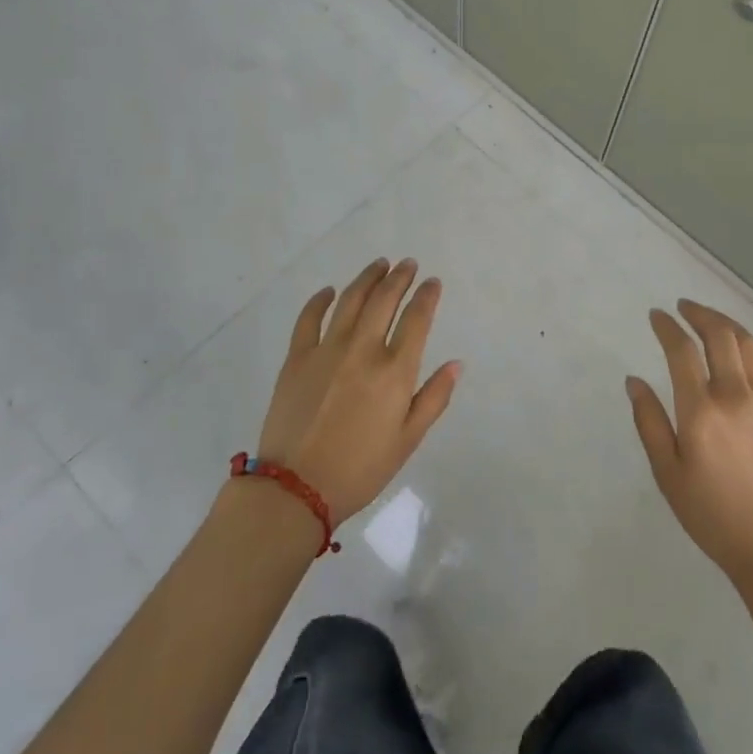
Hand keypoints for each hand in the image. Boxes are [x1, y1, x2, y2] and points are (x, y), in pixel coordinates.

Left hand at [255, 258, 460, 526]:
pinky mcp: (297, 358)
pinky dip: (320, 300)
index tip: (433, 283)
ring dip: (368, 279)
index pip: (416, 319)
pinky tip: (329, 291)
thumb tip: (456, 364)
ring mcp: (326, 350)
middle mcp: (363, 350)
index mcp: (394, 371)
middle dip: (400, 277)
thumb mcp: (408, 440)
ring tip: (379, 265)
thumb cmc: (360, 469)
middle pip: (384, 301)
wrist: (296, 489)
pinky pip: (309, 318)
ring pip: (350, 300)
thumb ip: (434, 398)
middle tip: (408, 264)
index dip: (427, 296)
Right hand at [627, 299, 752, 592]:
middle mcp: (736, 396)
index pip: (682, 350)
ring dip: (727, 324)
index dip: (667, 326)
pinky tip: (748, 345)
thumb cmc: (712, 515)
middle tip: (684, 307)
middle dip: (699, 314)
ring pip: (749, 345)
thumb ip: (649, 422)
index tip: (656, 316)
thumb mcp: (668, 474)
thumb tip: (634, 381)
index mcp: (701, 411)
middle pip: (720, 336)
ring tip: (711, 319)